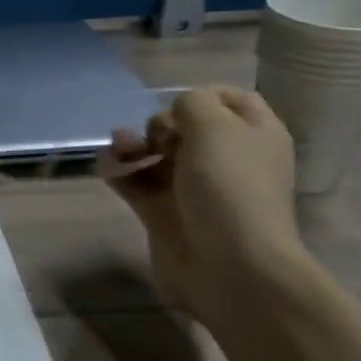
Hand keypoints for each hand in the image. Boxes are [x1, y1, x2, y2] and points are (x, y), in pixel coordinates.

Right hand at [100, 86, 309, 323]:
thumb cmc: (229, 187)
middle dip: (159, 124)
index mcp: (254, 135)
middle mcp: (226, 159)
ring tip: (119, 149)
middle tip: (155, 139)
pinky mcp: (165, 213)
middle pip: (185, 128)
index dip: (202, 95)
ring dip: (133, 146)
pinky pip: (136, 184)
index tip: (177, 104)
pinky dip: (120, 173)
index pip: (230, 100)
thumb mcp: (215, 126)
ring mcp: (193, 189)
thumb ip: (191, 104)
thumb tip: (174, 117)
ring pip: (156, 155)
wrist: (230, 266)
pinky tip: (107, 168)